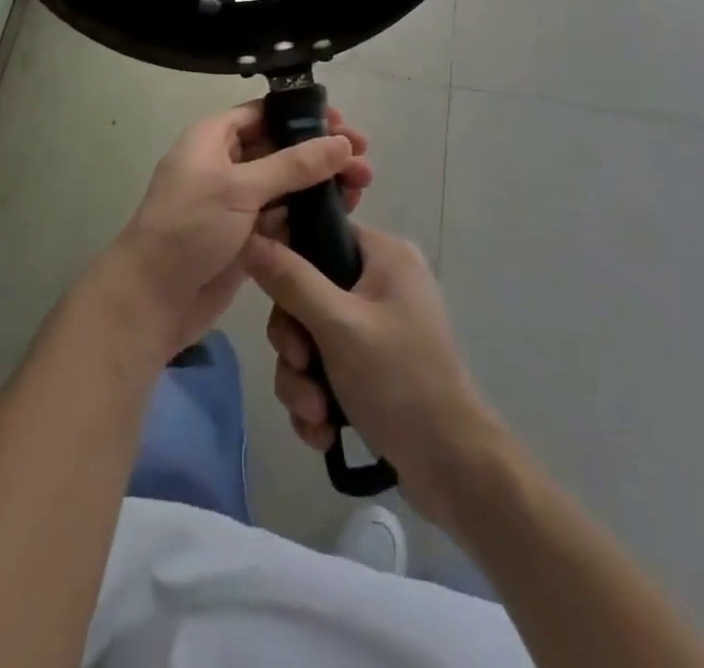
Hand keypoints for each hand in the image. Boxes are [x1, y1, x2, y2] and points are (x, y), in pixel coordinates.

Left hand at [101, 102, 372, 362]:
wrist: (152, 299)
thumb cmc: (190, 228)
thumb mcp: (240, 188)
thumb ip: (293, 165)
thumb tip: (342, 143)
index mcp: (213, 138)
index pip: (264, 113)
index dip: (304, 116)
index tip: (343, 125)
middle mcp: (225, 164)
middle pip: (281, 148)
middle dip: (321, 153)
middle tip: (363, 163)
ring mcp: (235, 203)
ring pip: (286, 185)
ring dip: (321, 185)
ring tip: (361, 189)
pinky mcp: (246, 237)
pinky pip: (283, 217)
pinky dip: (308, 215)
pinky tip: (341, 216)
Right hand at [244, 223, 499, 531]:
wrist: (454, 469)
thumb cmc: (400, 381)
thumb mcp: (338, 326)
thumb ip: (290, 280)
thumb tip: (249, 237)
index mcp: (385, 256)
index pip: (320, 234)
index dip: (287, 260)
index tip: (271, 297)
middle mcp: (382, 284)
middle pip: (307, 293)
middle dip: (295, 343)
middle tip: (300, 366)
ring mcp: (378, 328)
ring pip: (311, 337)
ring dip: (302, 380)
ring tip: (315, 414)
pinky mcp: (374, 369)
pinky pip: (326, 368)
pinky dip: (318, 398)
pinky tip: (323, 431)